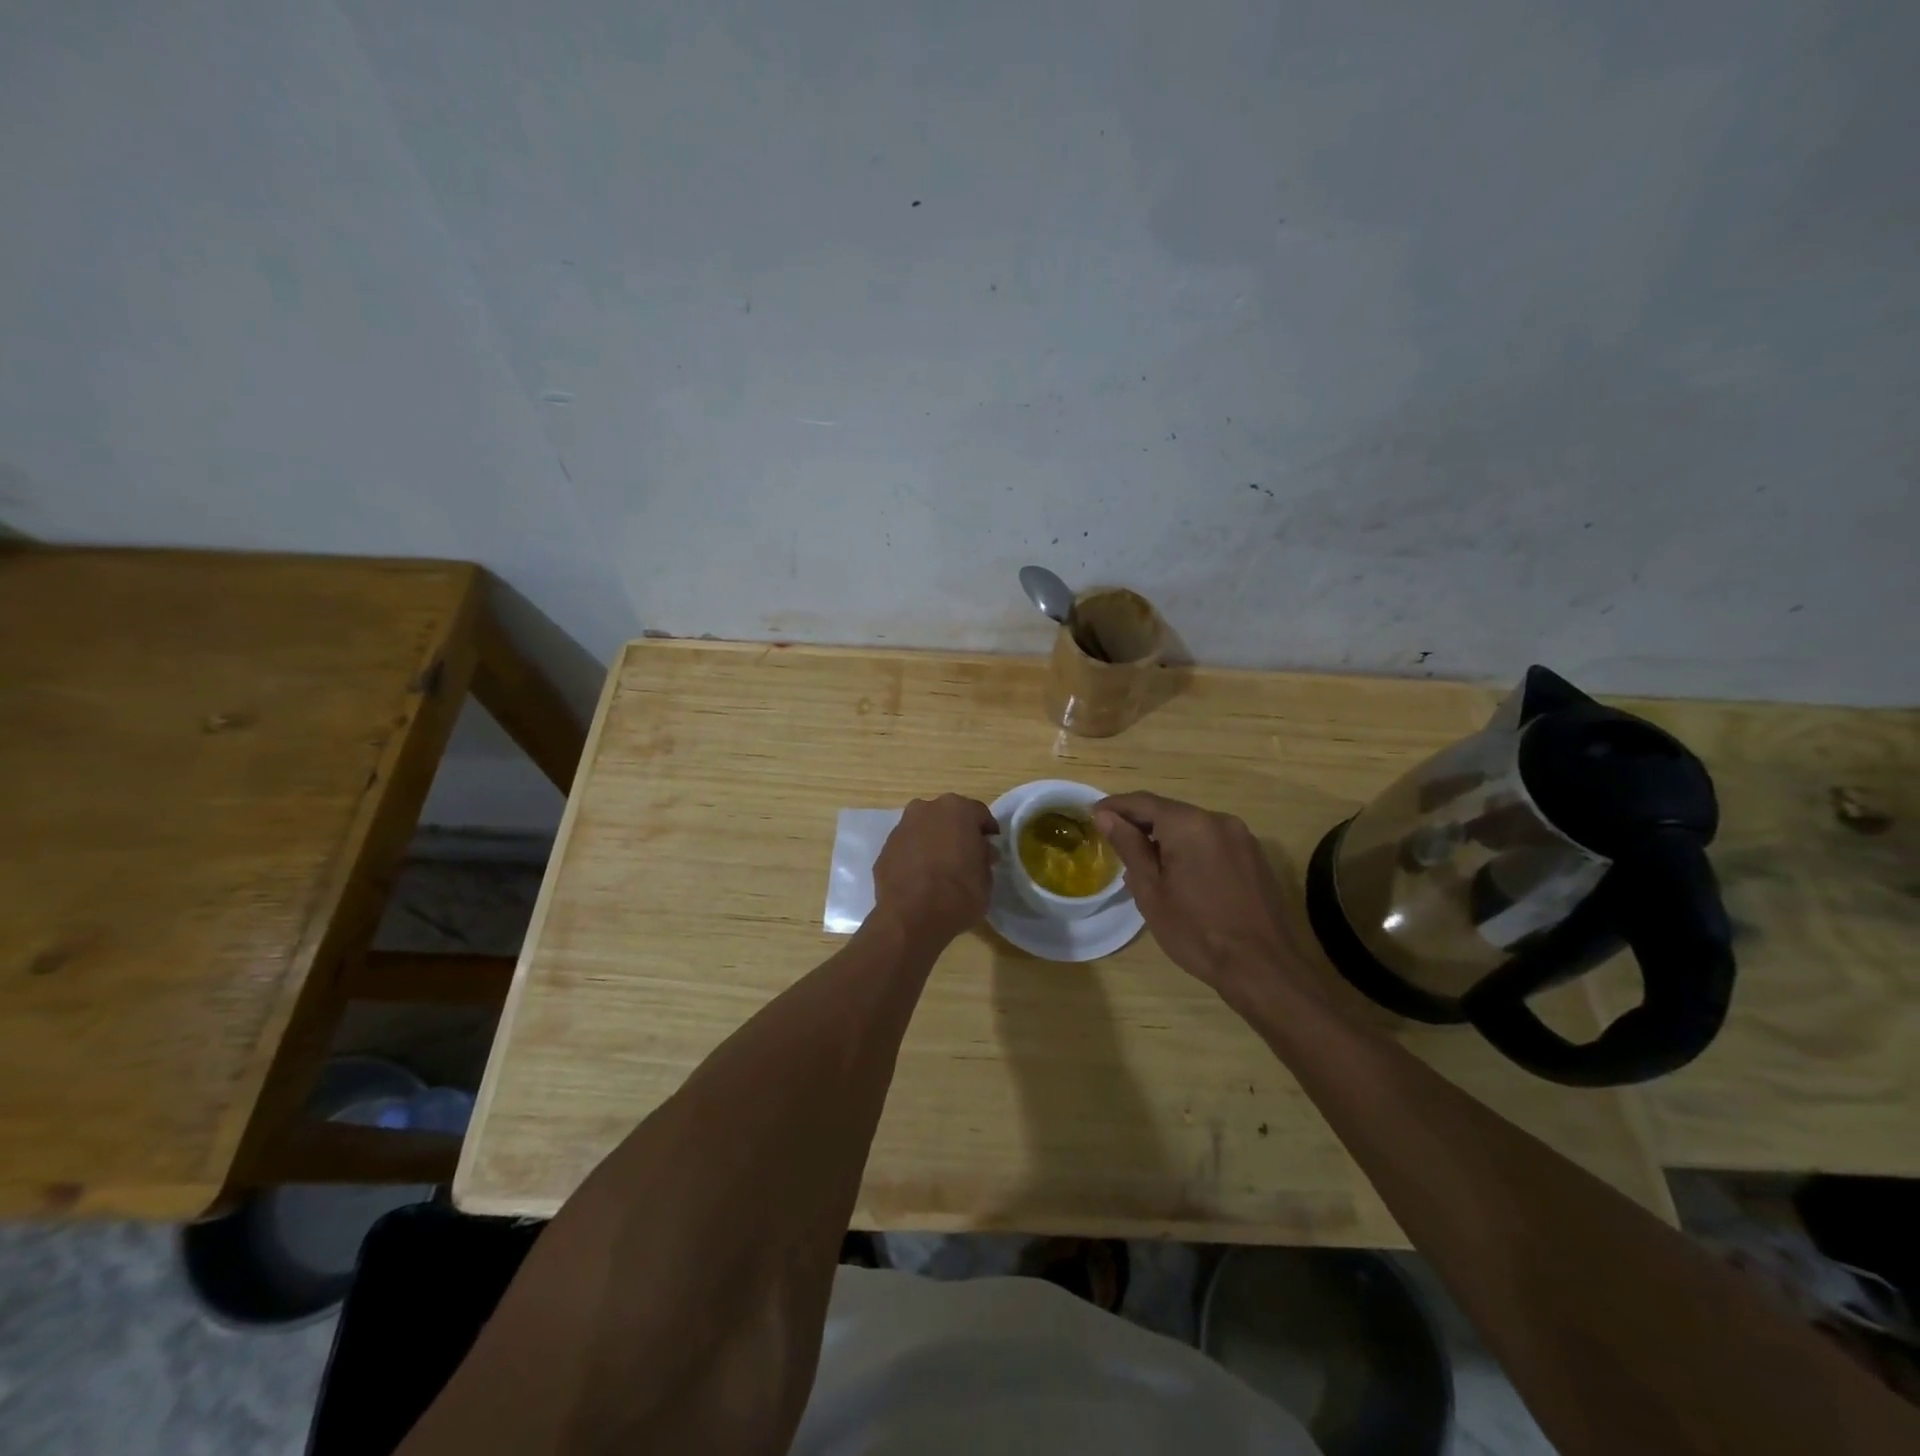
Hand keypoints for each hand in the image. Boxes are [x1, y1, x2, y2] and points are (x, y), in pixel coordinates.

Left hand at [871, 794, 997, 943]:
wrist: (912, 917)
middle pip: (948, 816)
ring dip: (933, 841)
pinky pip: (907, 847)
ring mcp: (902, 827)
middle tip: (965, 855)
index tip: (990, 847)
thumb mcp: (986, 877)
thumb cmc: (959, 893)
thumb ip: (983, 857)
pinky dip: (915, 855)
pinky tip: (920, 877)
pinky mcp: (885, 848)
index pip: (979, 814)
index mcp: (957, 809)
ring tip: (941, 867)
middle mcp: (926, 809)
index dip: (986, 831)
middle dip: (957, 831)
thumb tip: (980, 851)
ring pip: (924, 829)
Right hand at [1094, 792, 1326, 1009]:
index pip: (1143, 802)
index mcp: (1189, 824)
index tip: (1092, 816)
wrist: (1262, 967)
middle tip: (1114, 843)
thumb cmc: (1196, 931)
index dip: (1114, 807)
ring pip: (1191, 827)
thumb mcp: (1151, 891)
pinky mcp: (1254, 856)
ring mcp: (1241, 837)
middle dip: (1140, 824)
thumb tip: (1106, 817)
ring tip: (1143, 864)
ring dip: (1165, 838)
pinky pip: (1211, 842)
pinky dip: (1189, 849)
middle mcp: (1218, 820)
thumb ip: (1129, 846)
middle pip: (1169, 812)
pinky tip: (1178, 875)